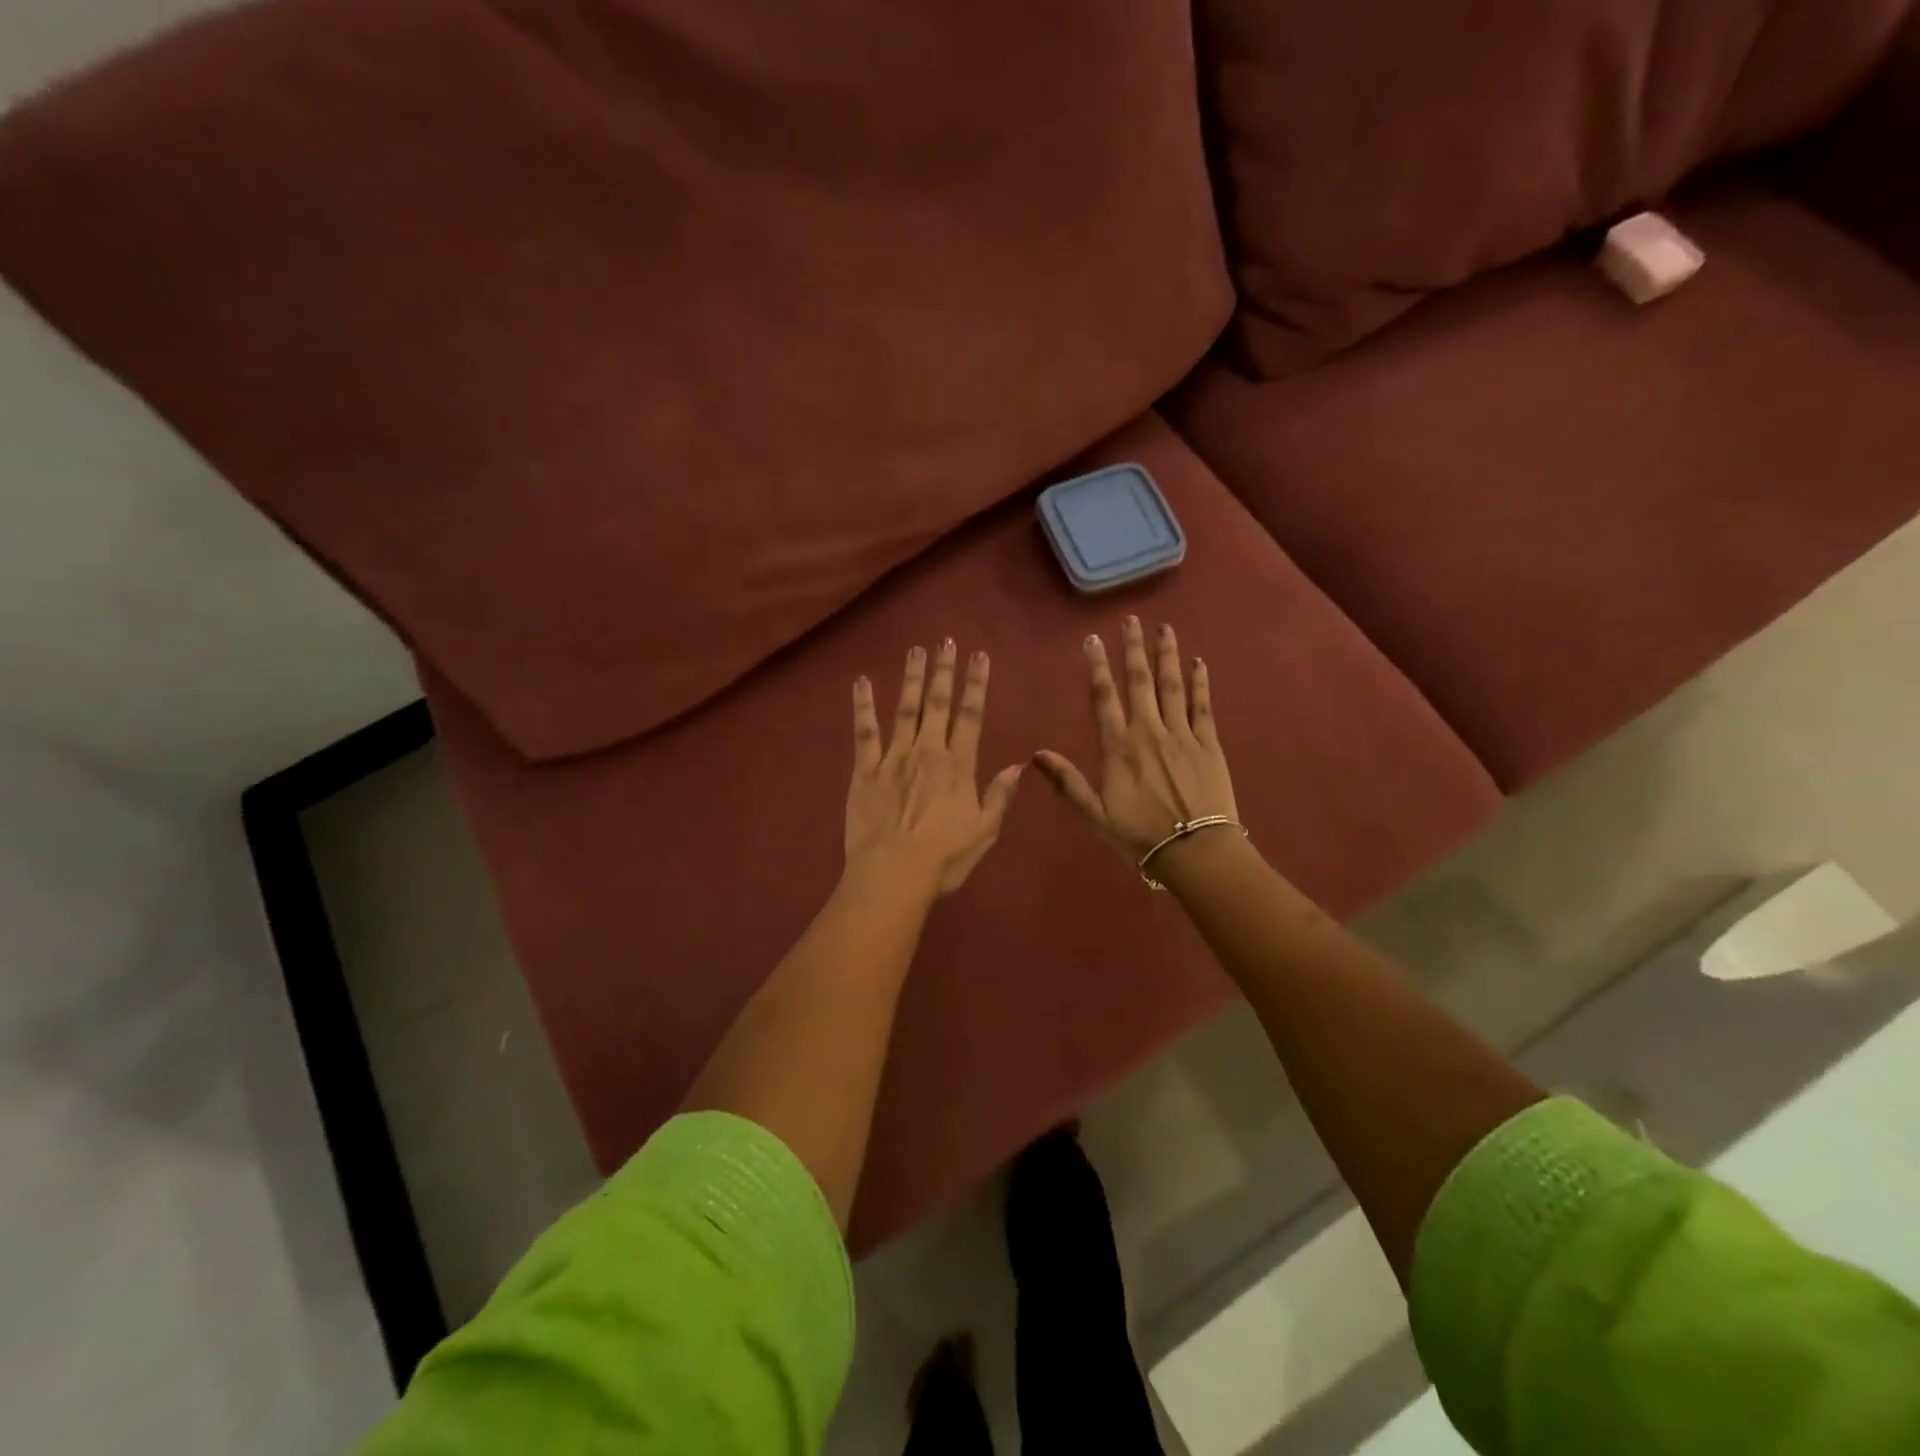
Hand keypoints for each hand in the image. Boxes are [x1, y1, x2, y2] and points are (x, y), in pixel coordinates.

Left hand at [845, 639, 1024, 895]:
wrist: (893, 873)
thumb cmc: (944, 858)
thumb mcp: (985, 832)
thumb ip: (1000, 796)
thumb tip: (1018, 765)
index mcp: (958, 766)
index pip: (971, 716)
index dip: (976, 684)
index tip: (979, 656)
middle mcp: (928, 752)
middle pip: (938, 704)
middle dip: (943, 670)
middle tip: (945, 640)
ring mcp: (894, 758)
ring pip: (905, 709)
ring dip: (911, 678)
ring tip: (915, 650)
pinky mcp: (865, 770)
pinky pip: (865, 732)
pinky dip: (863, 706)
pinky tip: (861, 682)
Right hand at [1034, 617, 1238, 864]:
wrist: (1195, 850)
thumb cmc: (1139, 835)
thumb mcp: (1095, 814)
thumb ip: (1067, 782)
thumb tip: (1036, 754)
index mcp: (1119, 747)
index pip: (1104, 697)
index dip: (1097, 666)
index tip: (1093, 639)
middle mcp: (1149, 731)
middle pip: (1139, 681)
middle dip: (1133, 649)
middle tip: (1131, 620)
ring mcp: (1182, 734)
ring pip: (1172, 685)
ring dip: (1166, 655)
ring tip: (1164, 628)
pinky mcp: (1209, 744)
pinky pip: (1202, 705)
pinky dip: (1200, 681)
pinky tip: (1198, 662)